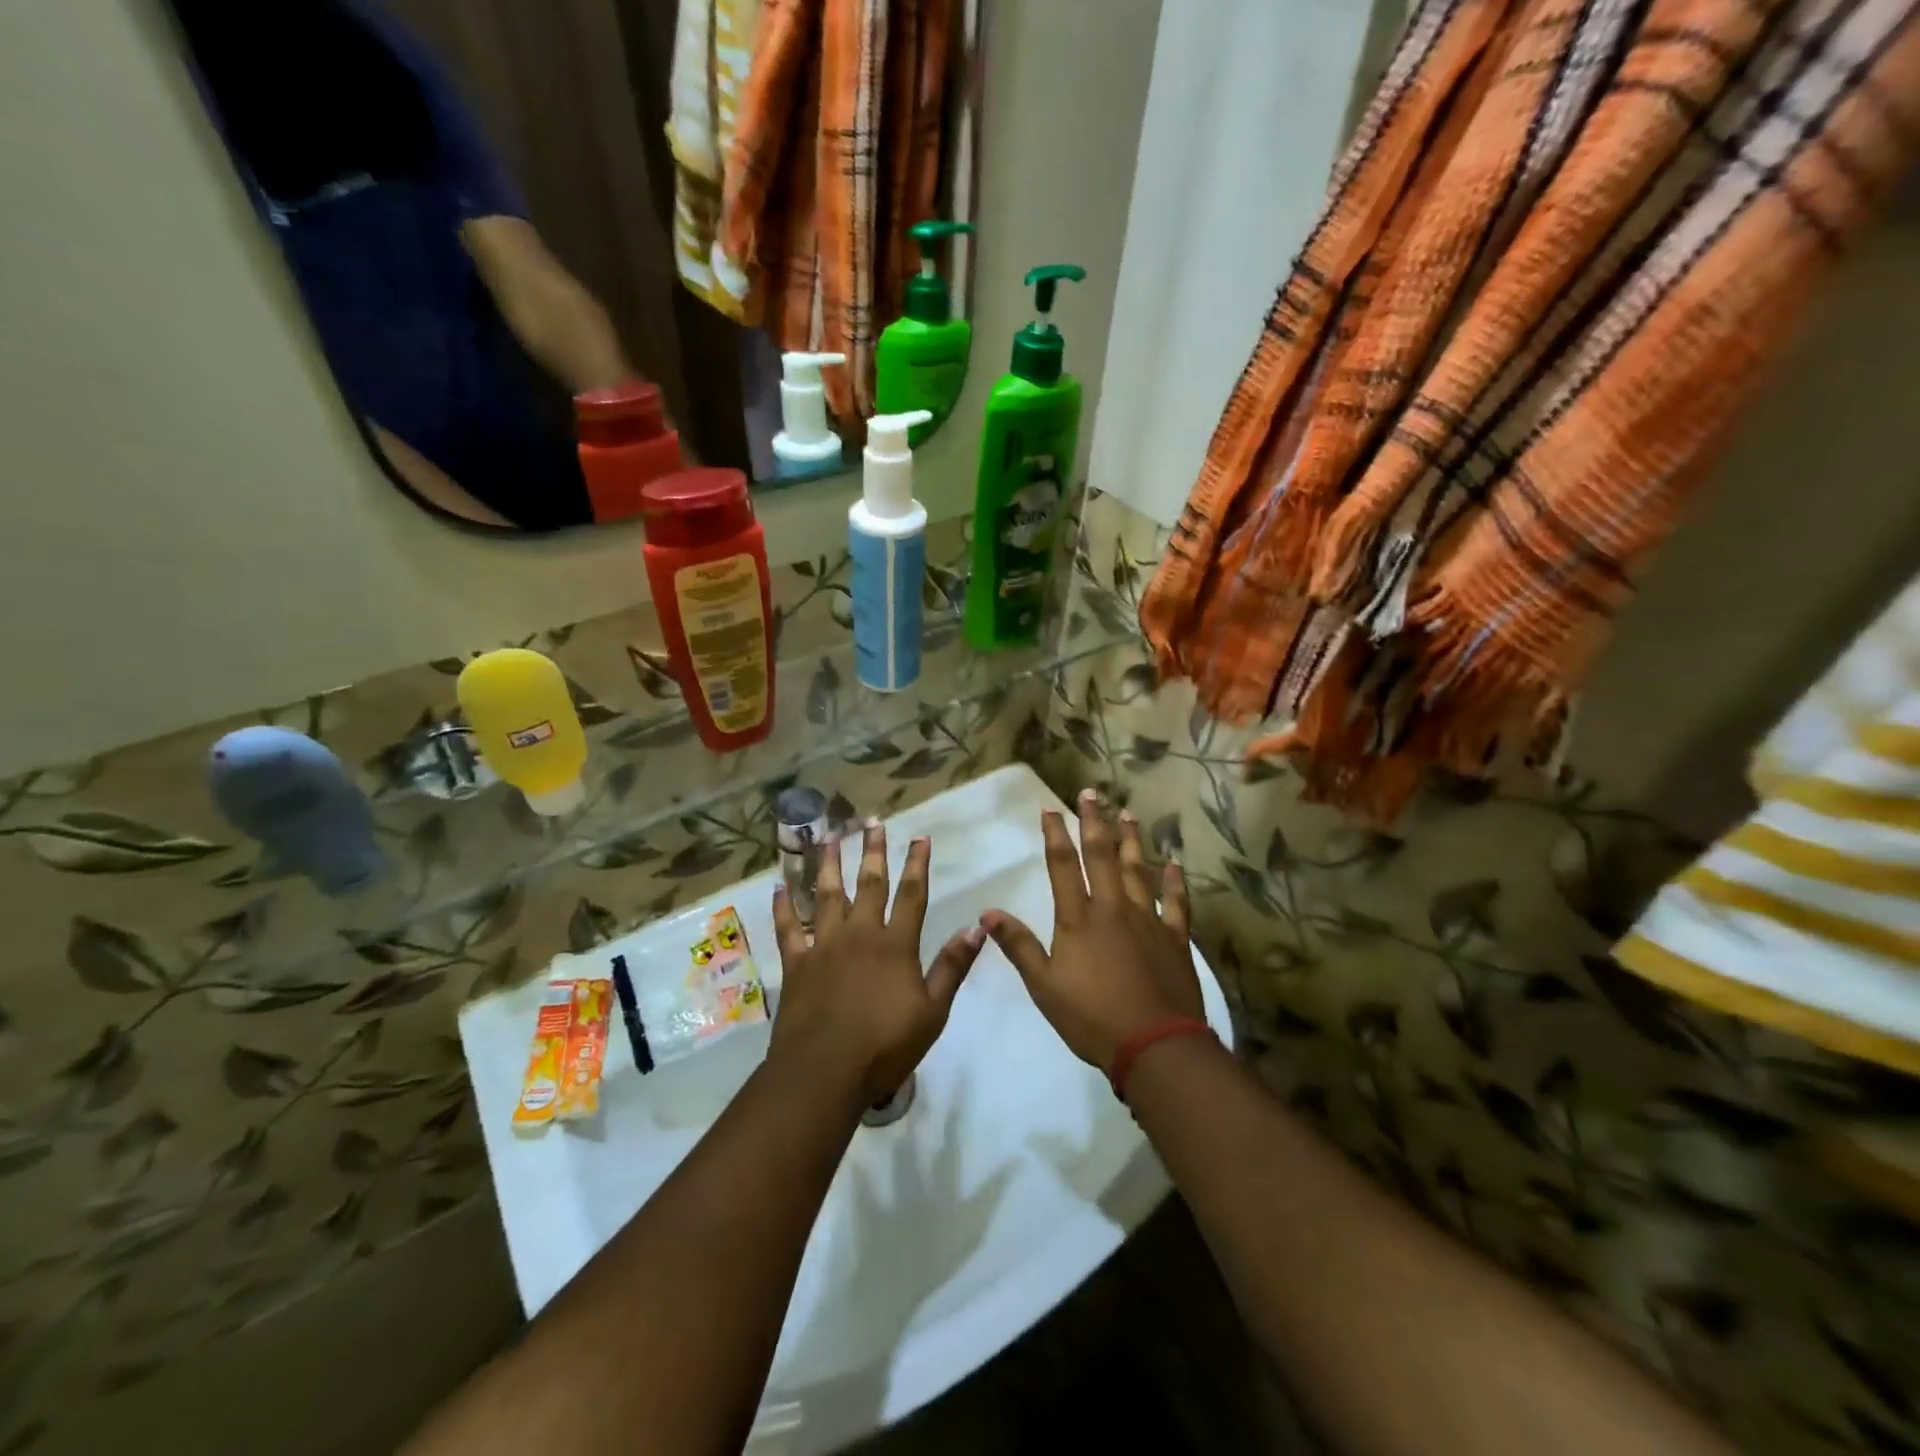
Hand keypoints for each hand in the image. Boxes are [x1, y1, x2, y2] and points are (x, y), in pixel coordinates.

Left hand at [770, 820, 982, 1107]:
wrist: (825, 1071)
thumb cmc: (885, 1045)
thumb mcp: (933, 1011)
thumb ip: (953, 966)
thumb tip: (977, 927)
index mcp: (895, 945)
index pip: (912, 895)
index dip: (917, 864)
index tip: (919, 836)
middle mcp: (860, 934)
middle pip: (869, 884)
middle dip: (873, 852)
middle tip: (871, 822)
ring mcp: (824, 945)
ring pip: (826, 895)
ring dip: (828, 864)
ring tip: (829, 837)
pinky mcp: (796, 963)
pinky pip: (788, 928)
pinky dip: (783, 907)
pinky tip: (779, 887)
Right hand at [983, 790, 1201, 1070]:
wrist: (1155, 1045)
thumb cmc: (1092, 1017)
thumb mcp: (1044, 985)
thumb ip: (1019, 945)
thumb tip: (988, 912)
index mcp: (1079, 918)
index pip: (1063, 865)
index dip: (1055, 834)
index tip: (1051, 809)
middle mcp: (1113, 908)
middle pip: (1102, 856)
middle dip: (1094, 822)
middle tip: (1091, 793)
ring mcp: (1148, 920)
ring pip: (1138, 870)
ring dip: (1131, 841)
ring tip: (1128, 814)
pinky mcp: (1175, 938)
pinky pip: (1176, 903)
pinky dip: (1175, 882)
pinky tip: (1174, 864)